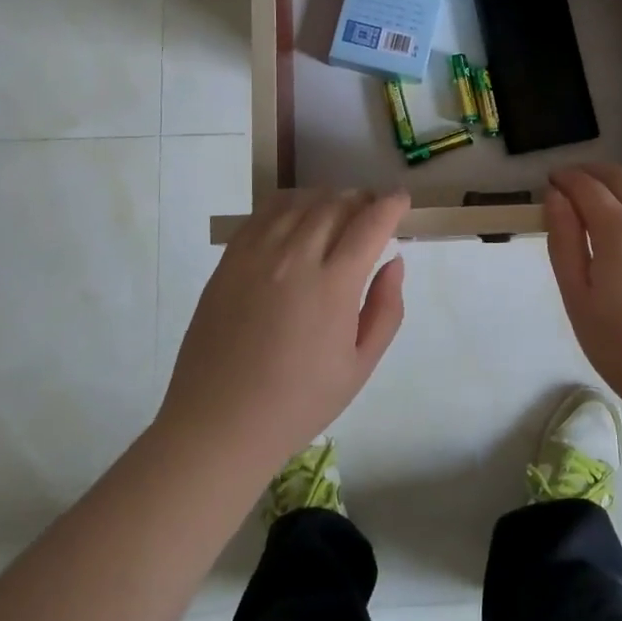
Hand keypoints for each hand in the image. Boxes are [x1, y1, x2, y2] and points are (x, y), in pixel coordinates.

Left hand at [159, 189, 408, 469]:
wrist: (220, 422)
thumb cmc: (299, 402)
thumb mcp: (360, 365)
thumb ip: (386, 309)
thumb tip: (394, 262)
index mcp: (333, 285)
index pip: (370, 223)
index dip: (391, 205)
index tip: (402, 200)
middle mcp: (295, 257)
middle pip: (336, 204)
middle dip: (362, 200)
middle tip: (373, 212)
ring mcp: (256, 254)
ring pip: (300, 202)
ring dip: (328, 198)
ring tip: (339, 212)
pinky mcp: (229, 260)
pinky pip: (264, 213)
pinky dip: (290, 204)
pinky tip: (298, 217)